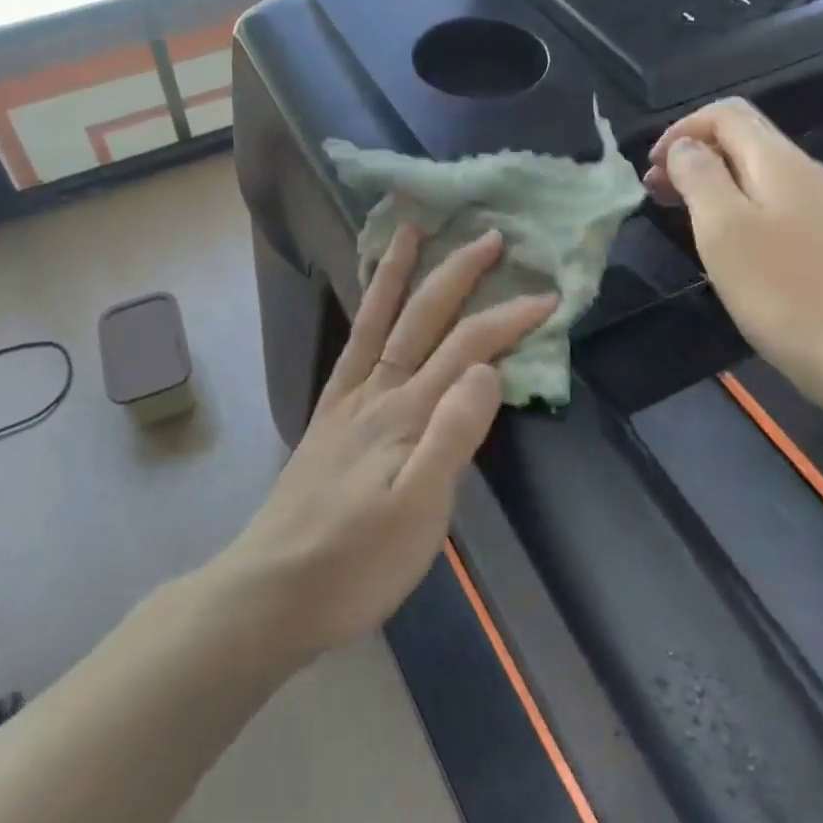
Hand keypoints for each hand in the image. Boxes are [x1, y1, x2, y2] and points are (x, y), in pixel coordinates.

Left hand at [217, 226, 555, 663]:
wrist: (273, 591)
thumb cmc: (356, 564)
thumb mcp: (419, 512)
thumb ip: (453, 436)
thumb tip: (489, 369)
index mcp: (406, 414)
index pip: (467, 349)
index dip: (508, 318)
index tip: (549, 296)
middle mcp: (377, 392)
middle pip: (422, 318)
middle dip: (458, 273)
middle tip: (491, 236)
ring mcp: (348, 400)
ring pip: (378, 320)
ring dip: (399, 273)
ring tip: (412, 231)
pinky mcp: (329, 416)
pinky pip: (350, 348)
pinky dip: (364, 313)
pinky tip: (372, 303)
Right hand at [645, 98, 822, 394]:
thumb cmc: (778, 288)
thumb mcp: (722, 226)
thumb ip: (699, 175)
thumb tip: (685, 147)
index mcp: (779, 161)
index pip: (726, 114)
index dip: (682, 129)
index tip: (652, 167)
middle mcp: (804, 171)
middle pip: (741, 137)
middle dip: (692, 153)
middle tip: (655, 190)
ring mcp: (818, 203)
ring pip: (753, 169)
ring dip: (709, 178)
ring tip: (675, 209)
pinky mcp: (822, 234)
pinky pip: (768, 198)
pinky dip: (732, 201)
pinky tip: (718, 234)